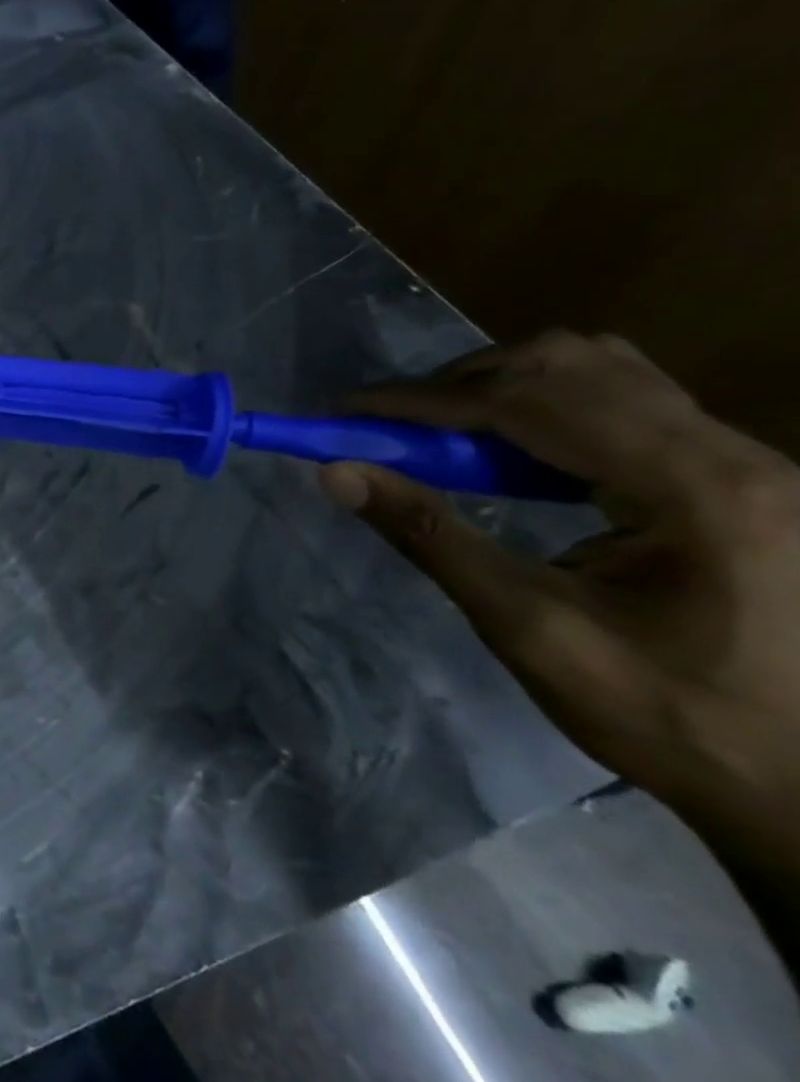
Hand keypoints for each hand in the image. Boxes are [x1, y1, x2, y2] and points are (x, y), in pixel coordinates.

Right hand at [317, 331, 799, 838]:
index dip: (422, 400)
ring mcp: (744, 459)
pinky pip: (623, 405)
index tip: (344, 411)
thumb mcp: (530, 628)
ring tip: (442, 440)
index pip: (529, 403)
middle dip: (461, 385)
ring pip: (600, 372)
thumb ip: (430, 536)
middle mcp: (731, 451)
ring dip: (502, 391)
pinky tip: (509, 460)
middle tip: (393, 430)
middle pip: (570, 364)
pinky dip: (543, 412)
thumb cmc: (669, 717)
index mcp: (696, 488)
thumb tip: (336, 472)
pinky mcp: (736, 475)